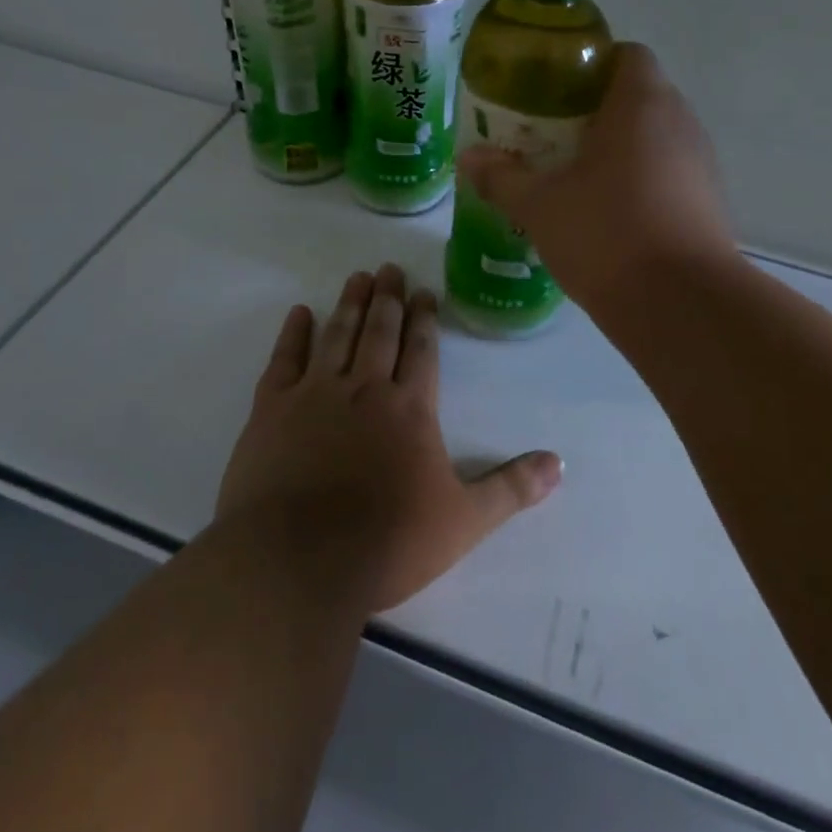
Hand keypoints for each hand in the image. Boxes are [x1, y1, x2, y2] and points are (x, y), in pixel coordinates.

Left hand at [216, 264, 561, 612]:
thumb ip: (511, 488)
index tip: (424, 291)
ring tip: (358, 277)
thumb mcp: (464, 521)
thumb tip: (560, 464)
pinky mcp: (271, 410)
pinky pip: (285, 360)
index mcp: (410, 408)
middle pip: (380, 332)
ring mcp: (314, 395)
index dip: (424, 318)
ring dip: (350, 304)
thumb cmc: (387, 542)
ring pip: (337, 336)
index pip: (421, 350)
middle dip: (388, 298)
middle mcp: (364, 388)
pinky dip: (293, 334)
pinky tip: (299, 312)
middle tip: (389, 268)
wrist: (297, 563)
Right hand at [457, 42, 735, 308]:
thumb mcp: (540, 205)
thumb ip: (502, 177)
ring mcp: (701, 164)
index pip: (626, 54)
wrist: (680, 305)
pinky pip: (668, 175)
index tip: (554, 92)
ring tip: (575, 178)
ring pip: (655, 139)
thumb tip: (470, 158)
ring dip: (618, 150)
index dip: (590, 65)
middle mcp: (681, 122)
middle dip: (595, 112)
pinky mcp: (709, 204)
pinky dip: (639, 183)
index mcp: (641, 103)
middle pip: (639, 96)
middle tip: (551, 137)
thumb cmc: (606, 234)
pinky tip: (607, 216)